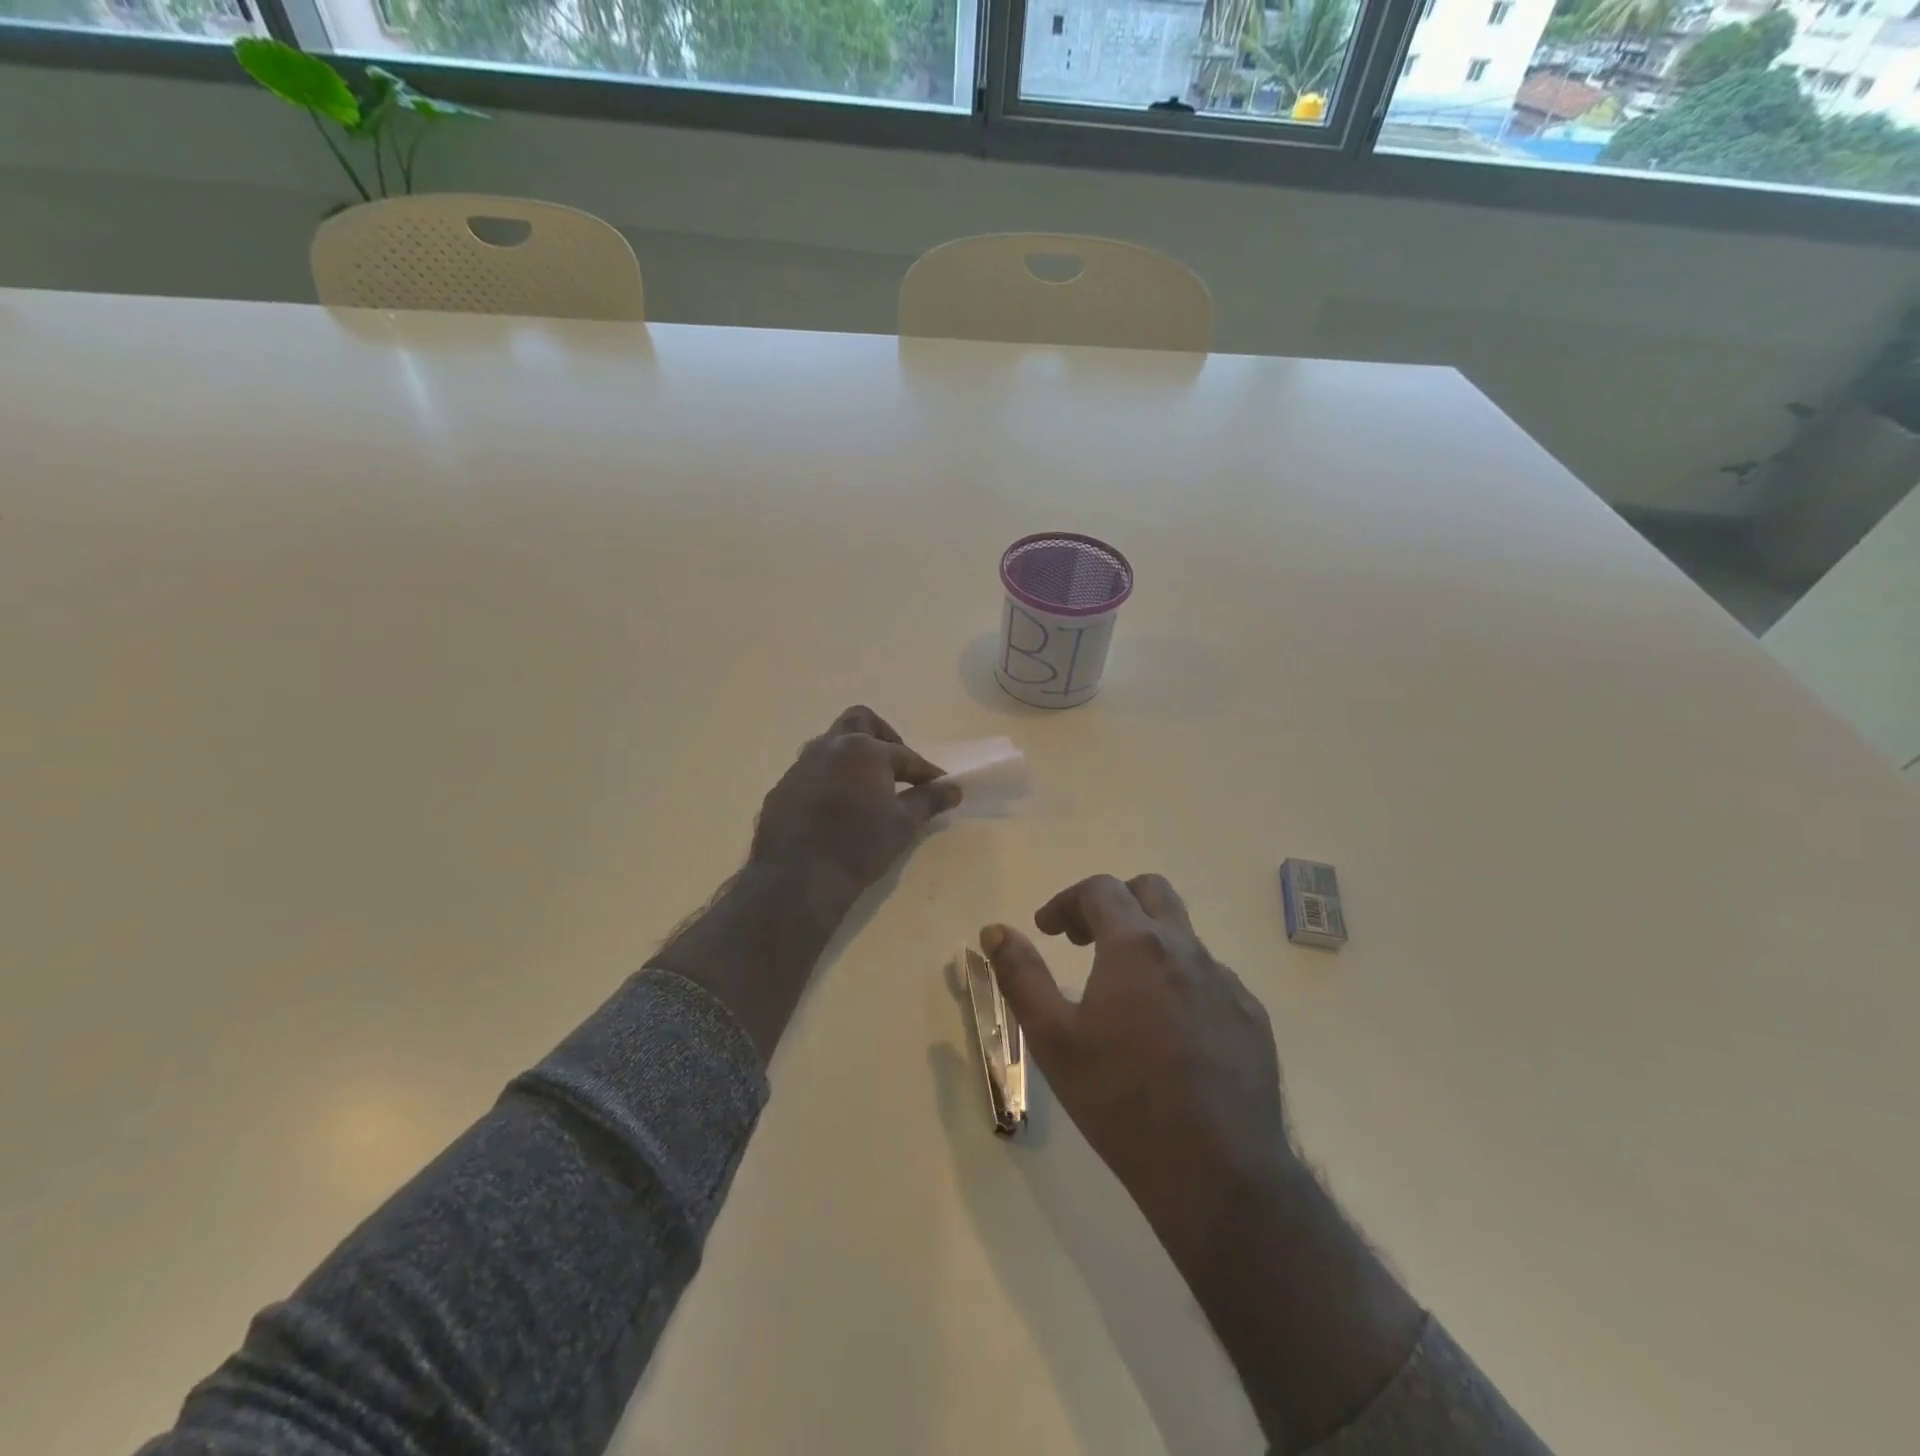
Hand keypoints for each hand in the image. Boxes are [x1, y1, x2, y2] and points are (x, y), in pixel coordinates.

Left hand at [750, 706, 959, 911]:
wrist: (797, 877)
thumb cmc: (859, 846)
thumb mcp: (903, 825)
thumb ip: (929, 801)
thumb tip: (954, 789)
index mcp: (864, 750)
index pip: (905, 755)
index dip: (926, 771)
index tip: (941, 786)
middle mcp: (831, 747)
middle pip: (860, 721)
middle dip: (883, 737)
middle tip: (896, 766)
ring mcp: (802, 765)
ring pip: (831, 744)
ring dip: (852, 756)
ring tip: (866, 786)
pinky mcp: (783, 787)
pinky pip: (812, 771)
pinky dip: (830, 779)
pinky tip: (836, 807)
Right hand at [980, 874, 1289, 1266]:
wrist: (1217, 1171)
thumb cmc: (1121, 1099)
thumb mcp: (1053, 1038)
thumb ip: (1021, 975)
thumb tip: (995, 930)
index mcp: (1136, 945)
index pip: (1100, 889)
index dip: (1066, 901)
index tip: (1047, 929)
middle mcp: (1186, 949)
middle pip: (1152, 891)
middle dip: (1113, 903)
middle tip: (1085, 941)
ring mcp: (1226, 982)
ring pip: (1184, 936)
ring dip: (1148, 944)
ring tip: (1124, 993)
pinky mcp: (1252, 1017)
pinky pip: (1211, 978)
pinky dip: (1180, 982)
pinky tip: (1170, 1032)